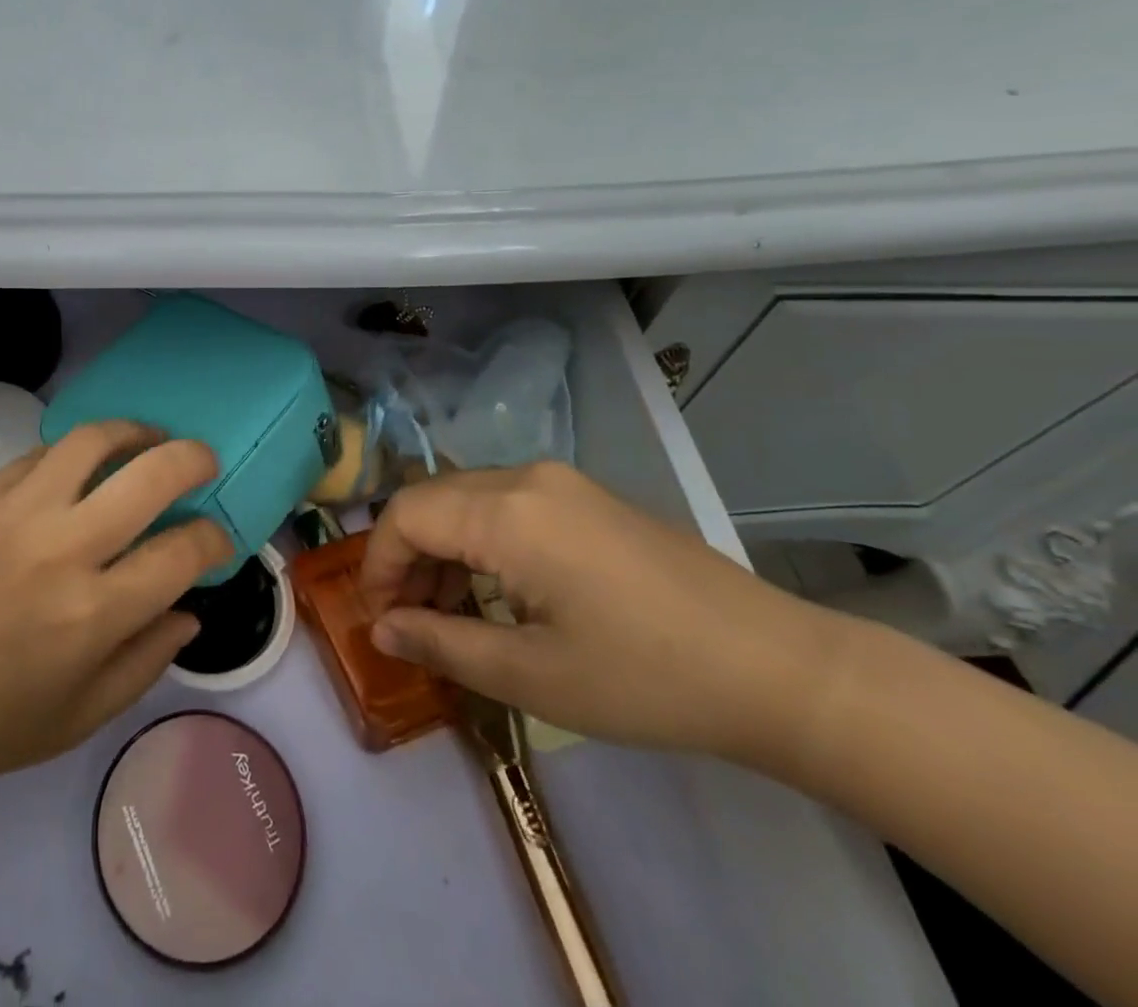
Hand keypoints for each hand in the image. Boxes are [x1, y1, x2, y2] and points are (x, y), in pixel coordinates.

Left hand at [0, 422, 232, 789]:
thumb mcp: (75, 720)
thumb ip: (144, 664)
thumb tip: (189, 612)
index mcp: (94, 614)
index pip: (181, 553)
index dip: (213, 540)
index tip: (216, 541)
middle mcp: (65, 548)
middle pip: (152, 475)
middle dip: (193, 459)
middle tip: (203, 462)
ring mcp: (21, 510)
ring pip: (95, 440)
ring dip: (135, 431)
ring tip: (149, 439)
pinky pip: (44, 452)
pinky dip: (77, 451)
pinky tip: (83, 464)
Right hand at [359, 462, 847, 765]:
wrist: (778, 668)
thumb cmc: (645, 678)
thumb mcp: (532, 674)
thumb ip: (441, 644)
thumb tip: (381, 629)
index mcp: (506, 512)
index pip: (405, 516)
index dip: (377, 564)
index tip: (377, 618)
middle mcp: (525, 478)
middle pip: (431, 500)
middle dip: (406, 557)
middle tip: (408, 620)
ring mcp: (560, 482)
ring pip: (466, 499)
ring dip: (442, 548)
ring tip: (450, 613)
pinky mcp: (585, 497)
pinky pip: (505, 504)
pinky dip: (480, 541)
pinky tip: (499, 591)